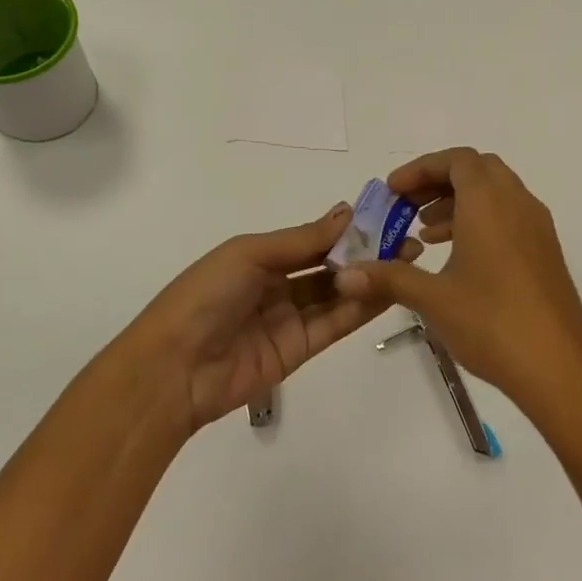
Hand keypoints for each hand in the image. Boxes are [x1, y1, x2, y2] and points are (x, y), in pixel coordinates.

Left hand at [115, 203, 420, 433]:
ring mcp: (289, 319)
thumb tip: (346, 212)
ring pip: (337, 294)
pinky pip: (335, 323)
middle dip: (365, 253)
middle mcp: (277, 285)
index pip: (312, 239)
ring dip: (369, 278)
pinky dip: (360, 307)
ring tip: (407, 261)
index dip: (347, 228)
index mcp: (259, 256)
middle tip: (407, 240)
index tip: (385, 215)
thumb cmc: (205, 296)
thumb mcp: (249, 254)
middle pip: (328, 266)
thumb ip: (301, 240)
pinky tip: (388, 288)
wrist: (173, 368)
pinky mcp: (300, 350)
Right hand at [330, 148, 581, 416]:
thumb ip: (388, 278)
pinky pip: (508, 217)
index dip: (420, 168)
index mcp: (490, 202)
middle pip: (476, 171)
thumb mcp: (433, 299)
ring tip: (424, 234)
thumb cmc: (492, 323)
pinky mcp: (545, 252)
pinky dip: (480, 222)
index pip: (456, 160)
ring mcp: (537, 227)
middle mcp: (517, 203)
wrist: (560, 368)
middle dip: (438, 182)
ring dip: (458, 203)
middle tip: (407, 208)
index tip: (392, 192)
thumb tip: (345, 275)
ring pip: (494, 194)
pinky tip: (457, 259)